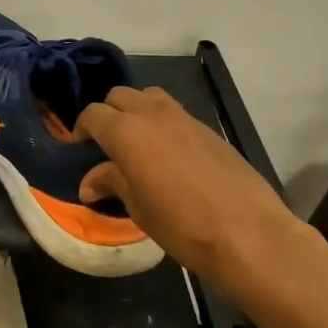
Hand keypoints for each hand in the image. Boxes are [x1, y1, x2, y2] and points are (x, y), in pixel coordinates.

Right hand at [74, 86, 314, 295]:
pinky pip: (175, 114)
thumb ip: (112, 183)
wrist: (247, 231)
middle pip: (120, 96)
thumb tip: (89, 183)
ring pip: (149, 97)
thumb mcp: (137, 207)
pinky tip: (169, 155)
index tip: (81, 147)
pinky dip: (163, 124)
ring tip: (138, 141)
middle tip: (106, 143)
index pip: (93, 115)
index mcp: (126, 131)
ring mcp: (183, 117)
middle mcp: (152, 114)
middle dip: (108, 114)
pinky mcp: (208, 129)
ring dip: (137, 111)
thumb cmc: (180, 223)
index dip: (82, 128)